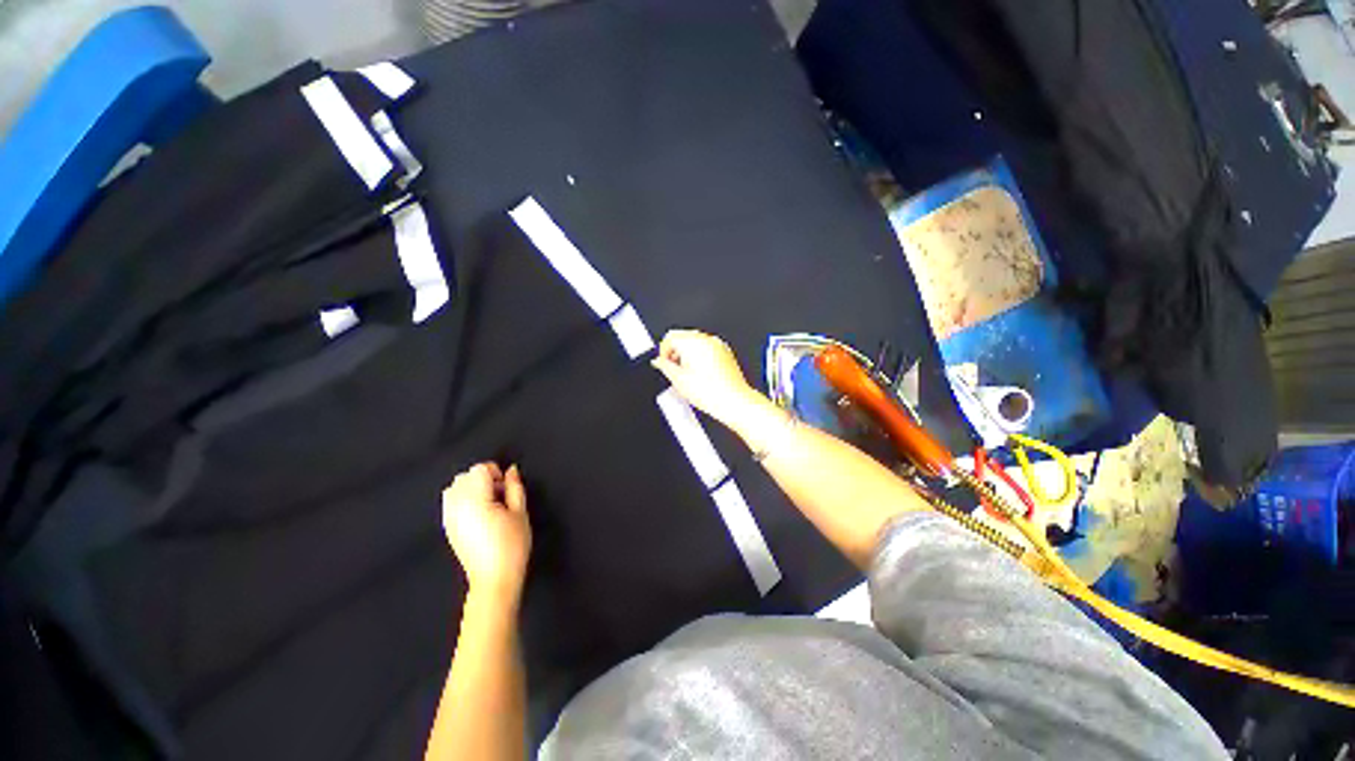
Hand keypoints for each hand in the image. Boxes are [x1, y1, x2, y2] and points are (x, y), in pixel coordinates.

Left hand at [442, 463, 531, 600]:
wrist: (494, 578)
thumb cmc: (512, 545)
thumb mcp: (520, 512)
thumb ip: (515, 487)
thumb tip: (511, 470)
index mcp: (476, 500)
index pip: (479, 469)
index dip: (496, 473)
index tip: (506, 488)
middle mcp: (457, 506)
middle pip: (465, 476)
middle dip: (483, 479)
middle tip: (500, 496)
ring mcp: (449, 517)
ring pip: (454, 487)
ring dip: (471, 488)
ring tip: (488, 504)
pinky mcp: (448, 527)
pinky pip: (450, 501)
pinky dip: (462, 499)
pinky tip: (478, 514)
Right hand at [651, 330, 761, 426]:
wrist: (733, 400)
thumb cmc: (710, 392)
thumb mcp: (678, 380)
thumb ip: (664, 367)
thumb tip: (658, 362)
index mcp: (692, 342)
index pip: (670, 337)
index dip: (663, 351)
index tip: (664, 362)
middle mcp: (706, 339)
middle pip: (683, 337)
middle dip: (676, 352)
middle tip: (674, 369)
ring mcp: (718, 345)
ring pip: (696, 342)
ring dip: (688, 354)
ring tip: (688, 374)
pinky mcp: (725, 352)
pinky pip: (708, 348)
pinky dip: (701, 356)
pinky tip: (700, 374)